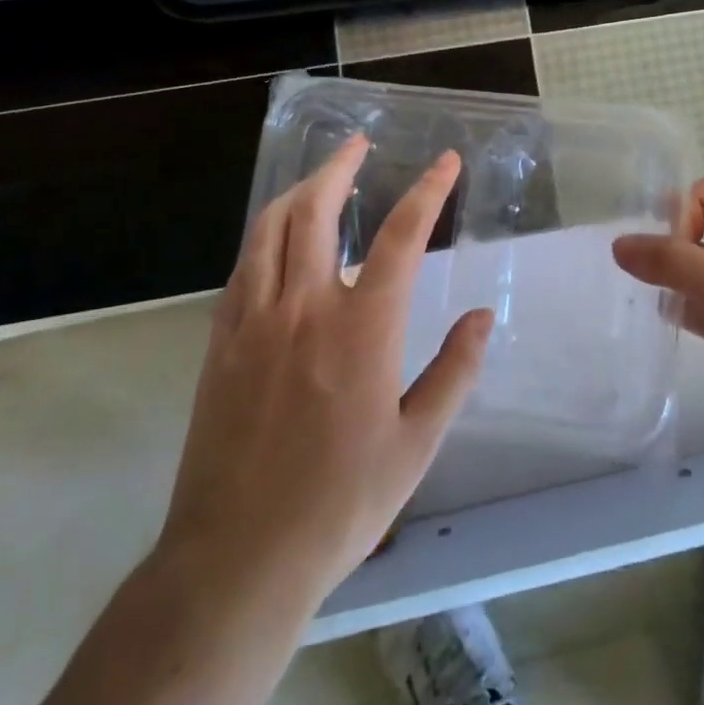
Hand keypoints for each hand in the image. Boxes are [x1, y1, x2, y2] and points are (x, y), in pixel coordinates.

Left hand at [159, 136, 492, 600]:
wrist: (236, 560)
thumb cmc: (340, 504)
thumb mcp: (417, 444)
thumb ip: (454, 372)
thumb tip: (484, 317)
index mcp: (362, 328)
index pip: (401, 236)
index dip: (427, 191)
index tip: (444, 161)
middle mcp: (304, 308)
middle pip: (317, 210)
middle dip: (341, 167)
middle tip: (359, 144)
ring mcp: (254, 321)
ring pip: (270, 228)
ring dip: (297, 190)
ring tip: (319, 177)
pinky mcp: (220, 342)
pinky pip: (242, 266)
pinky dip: (264, 234)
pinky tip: (278, 238)